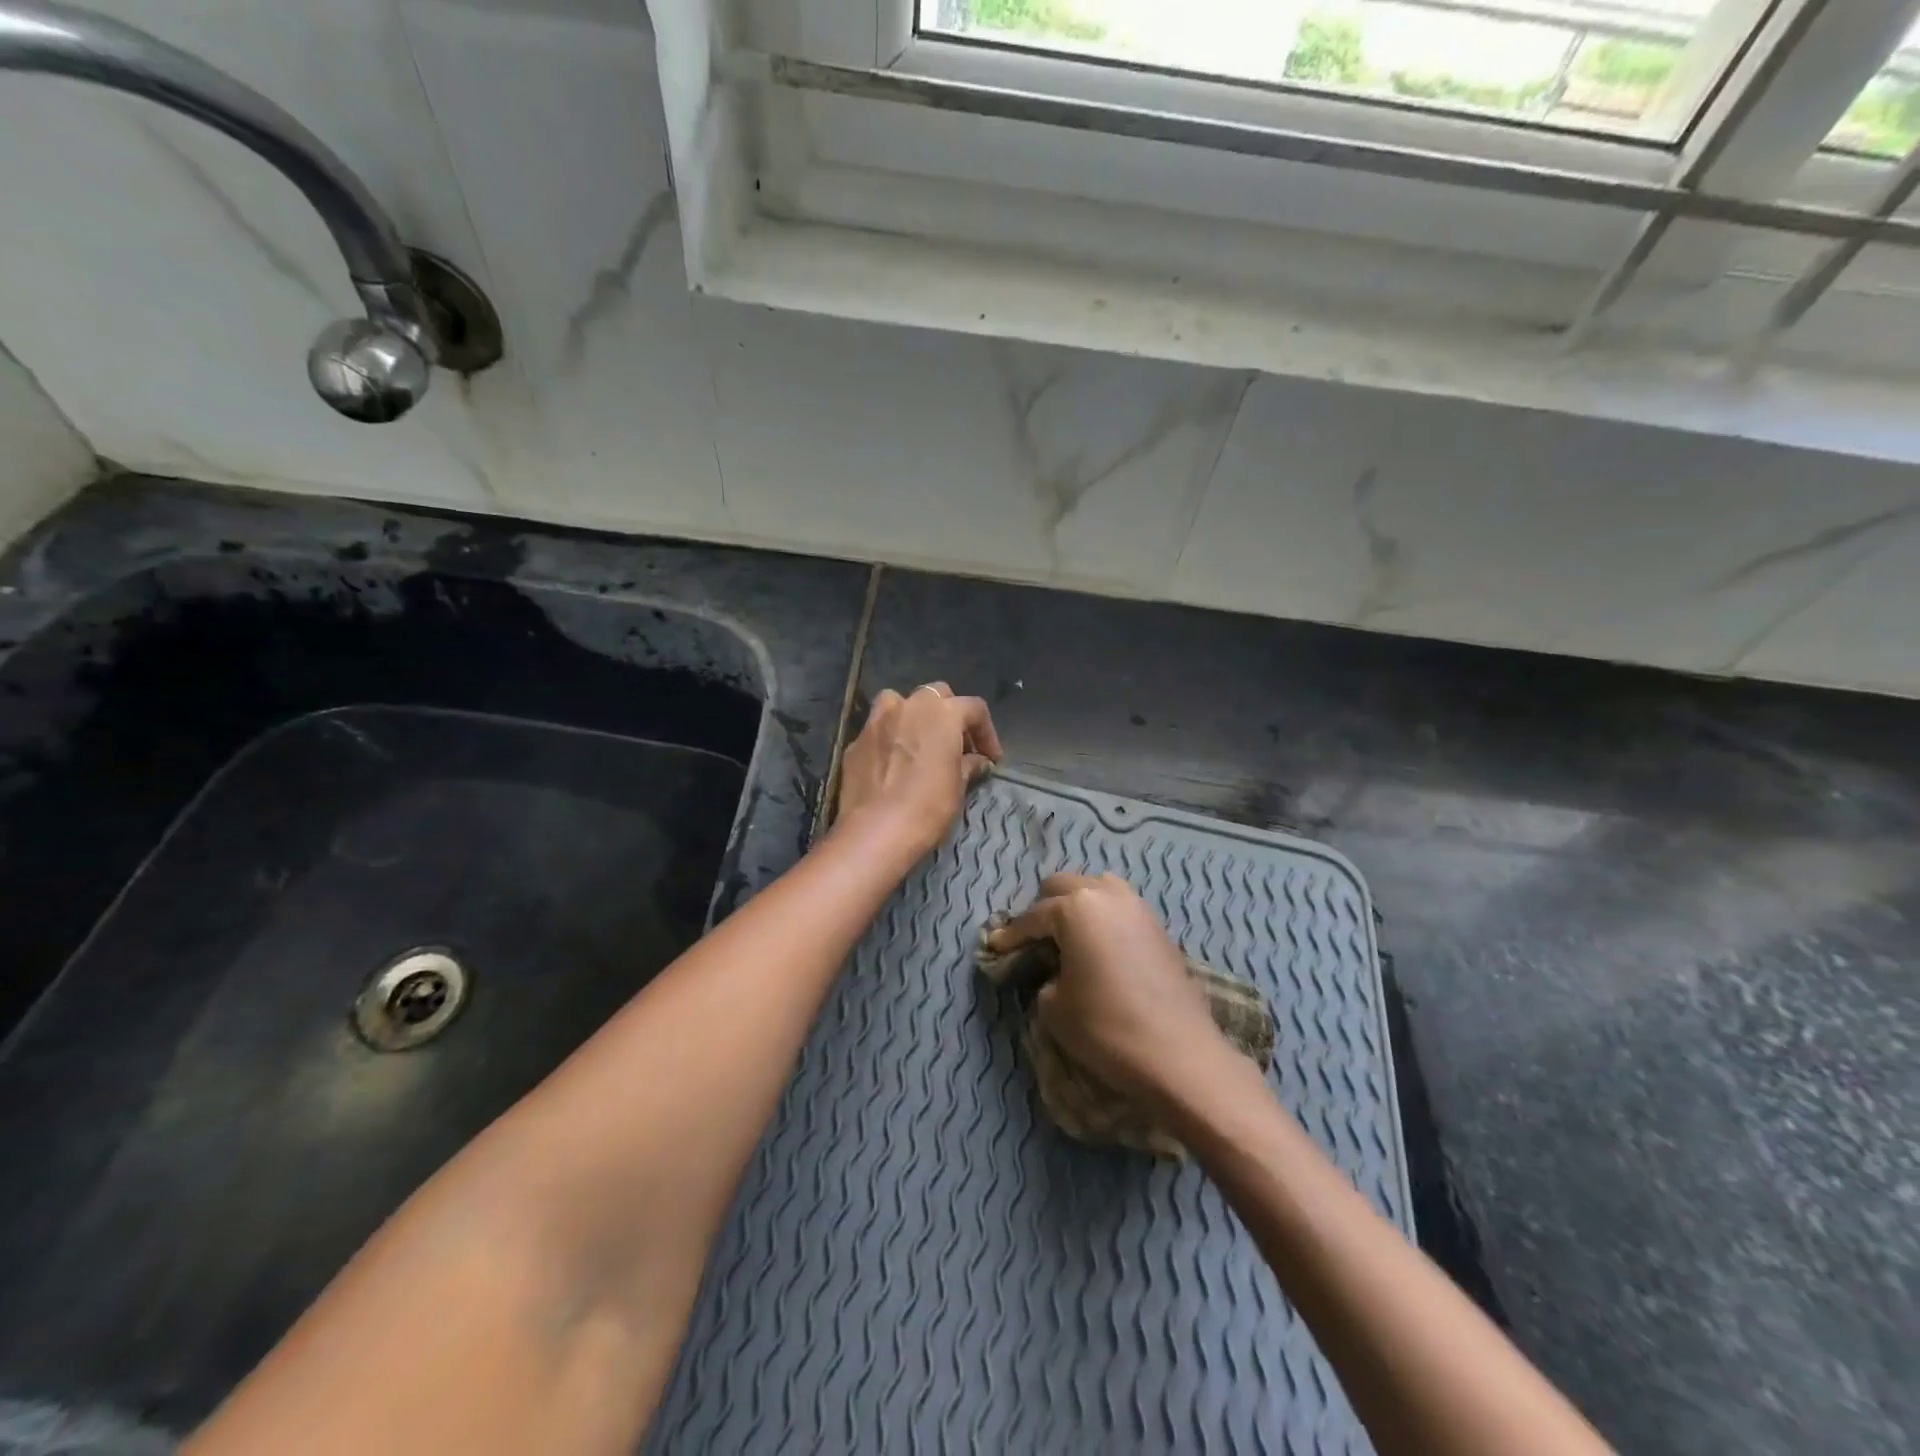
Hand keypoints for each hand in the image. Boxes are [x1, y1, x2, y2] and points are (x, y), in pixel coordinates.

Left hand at [836, 682, 1002, 856]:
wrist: (875, 830)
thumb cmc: (927, 806)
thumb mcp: (958, 786)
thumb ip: (969, 765)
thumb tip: (977, 761)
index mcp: (942, 713)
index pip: (974, 708)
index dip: (987, 733)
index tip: (991, 758)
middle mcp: (909, 706)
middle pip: (937, 696)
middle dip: (950, 715)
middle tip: (957, 745)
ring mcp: (877, 720)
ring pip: (900, 703)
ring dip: (914, 716)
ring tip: (921, 742)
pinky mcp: (856, 741)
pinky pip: (879, 730)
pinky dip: (891, 738)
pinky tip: (894, 763)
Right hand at [985, 873, 1229, 1106]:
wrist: (1179, 1055)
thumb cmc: (1106, 1028)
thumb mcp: (1054, 1007)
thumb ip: (1044, 977)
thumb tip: (1054, 972)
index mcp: (1075, 907)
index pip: (1033, 916)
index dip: (1011, 935)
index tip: (996, 948)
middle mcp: (1106, 895)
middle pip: (1063, 886)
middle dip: (1043, 908)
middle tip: (1032, 939)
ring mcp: (1137, 907)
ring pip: (1096, 888)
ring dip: (1077, 905)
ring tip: (1067, 936)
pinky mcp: (1158, 927)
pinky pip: (1119, 907)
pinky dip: (1102, 918)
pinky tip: (1097, 946)